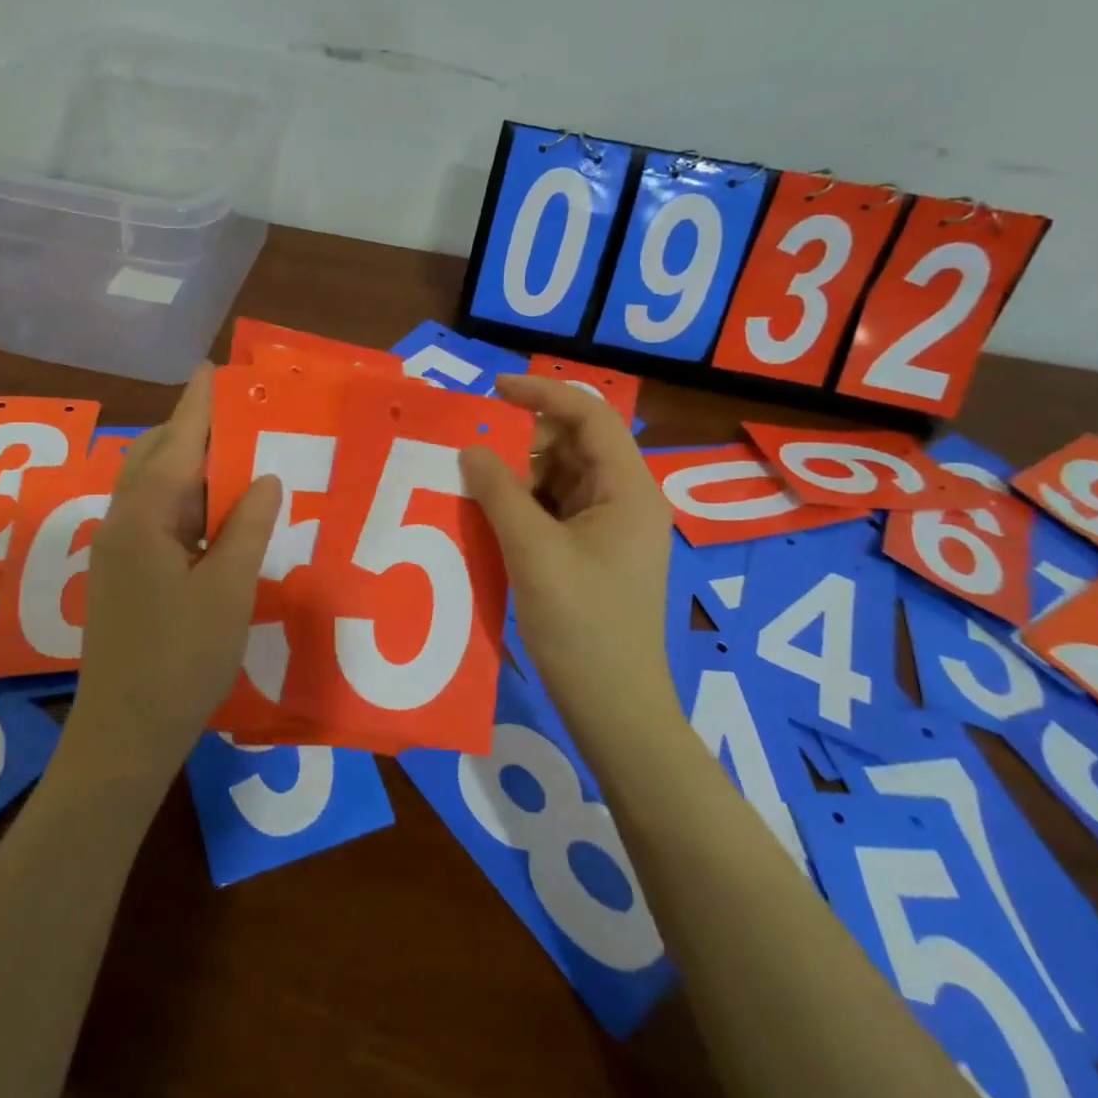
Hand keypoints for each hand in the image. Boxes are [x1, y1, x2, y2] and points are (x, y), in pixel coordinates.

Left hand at [64, 366, 282, 780]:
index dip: (199, 405)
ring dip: (188, 463)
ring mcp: (117, 549)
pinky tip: (216, 510)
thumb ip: (247, 526)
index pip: (177, 443)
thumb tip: (267, 478)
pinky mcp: (122, 573)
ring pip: (152, 486)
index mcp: (144, 518)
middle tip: (237, 412)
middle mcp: (122, 522)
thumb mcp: (229, 589)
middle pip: (154, 455)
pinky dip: (185, 498)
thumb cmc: (182, 659)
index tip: (215, 369)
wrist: (125, 732)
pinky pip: (155, 515)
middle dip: (191, 428)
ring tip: (234, 453)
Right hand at [459, 374, 675, 726]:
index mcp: (627, 489)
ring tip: (472, 486)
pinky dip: (522, 506)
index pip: (590, 415)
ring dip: (517, 477)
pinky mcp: (591, 553)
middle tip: (472, 455)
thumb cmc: (581, 625)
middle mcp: (624, 499)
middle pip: (572, 445)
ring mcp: (609, 528)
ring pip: (559, 479)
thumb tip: (470, 449)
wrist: (612, 706)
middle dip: (522, 442)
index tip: (492, 391)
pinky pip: (554, 510)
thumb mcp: (533, 551)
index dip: (542, 394)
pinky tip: (488, 517)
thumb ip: (499, 492)